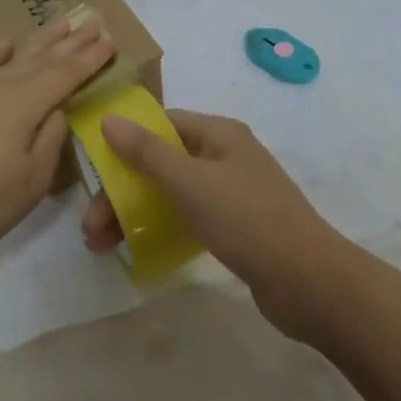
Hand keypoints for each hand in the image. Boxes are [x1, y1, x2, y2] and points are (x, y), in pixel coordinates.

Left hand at [0, 13, 114, 269]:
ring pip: (11, 57)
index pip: (65, 74)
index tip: (110, 39)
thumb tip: (56, 109)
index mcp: (22, 104)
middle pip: (40, 58)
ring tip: (59, 24)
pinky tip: (3, 45)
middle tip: (92, 19)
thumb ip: (50, 139)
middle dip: (70, 40)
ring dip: (38, 40)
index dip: (90, 58)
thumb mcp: (32, 181)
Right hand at [82, 109, 348, 334]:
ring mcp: (233, 192)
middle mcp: (226, 156)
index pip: (162, 124)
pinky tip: (138, 250)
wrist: (309, 282)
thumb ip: (148, 152)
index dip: (125, 142)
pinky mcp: (236, 227)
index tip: (93, 170)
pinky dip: (161, 228)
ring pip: (171, 193)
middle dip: (123, 191)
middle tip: (91, 227)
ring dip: (135, 213)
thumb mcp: (191, 183)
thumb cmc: (247, 220)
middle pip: (162, 162)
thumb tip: (109, 118)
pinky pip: (188, 217)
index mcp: (219, 134)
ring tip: (102, 246)